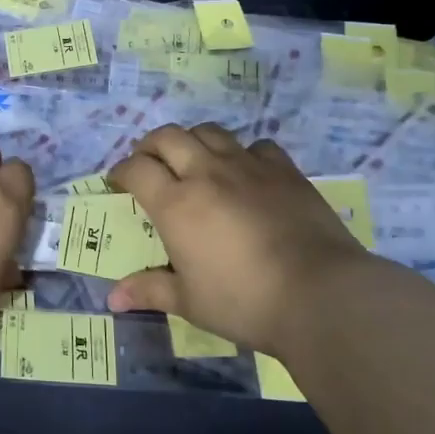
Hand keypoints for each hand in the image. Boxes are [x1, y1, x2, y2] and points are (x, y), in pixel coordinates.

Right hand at [106, 123, 375, 353]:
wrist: (321, 295)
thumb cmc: (245, 302)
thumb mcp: (190, 302)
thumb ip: (150, 290)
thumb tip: (112, 299)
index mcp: (176, 204)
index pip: (136, 169)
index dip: (121, 172)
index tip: (119, 183)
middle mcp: (206, 174)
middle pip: (167, 137)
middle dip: (150, 145)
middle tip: (149, 163)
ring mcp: (247, 167)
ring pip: (209, 132)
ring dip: (192, 140)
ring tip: (192, 160)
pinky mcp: (284, 170)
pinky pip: (256, 145)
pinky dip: (242, 152)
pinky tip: (246, 172)